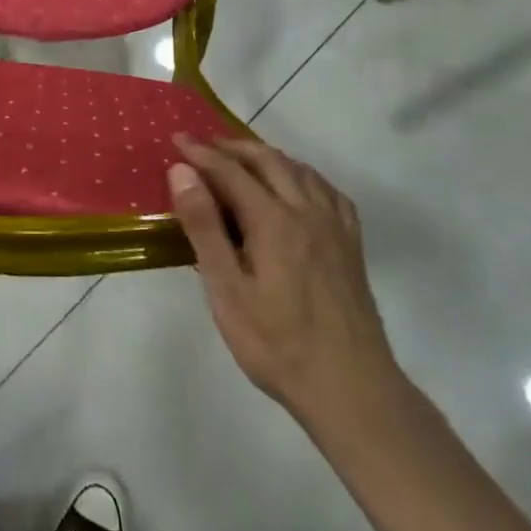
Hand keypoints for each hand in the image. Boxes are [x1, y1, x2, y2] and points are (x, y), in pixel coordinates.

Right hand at [168, 136, 403, 443]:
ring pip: (300, 170)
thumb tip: (183, 172)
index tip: (176, 138)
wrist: (353, 392)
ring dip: (267, 157)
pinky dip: (303, 176)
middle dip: (232, 147)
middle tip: (204, 147)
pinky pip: (327, 191)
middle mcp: (306, 211)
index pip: (230, 171)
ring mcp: (335, 227)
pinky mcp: (352, 245)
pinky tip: (296, 187)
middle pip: (267, 160)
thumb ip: (204, 227)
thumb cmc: (277, 345)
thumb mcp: (227, 291)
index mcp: (273, 221)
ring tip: (242, 162)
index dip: (200, 152)